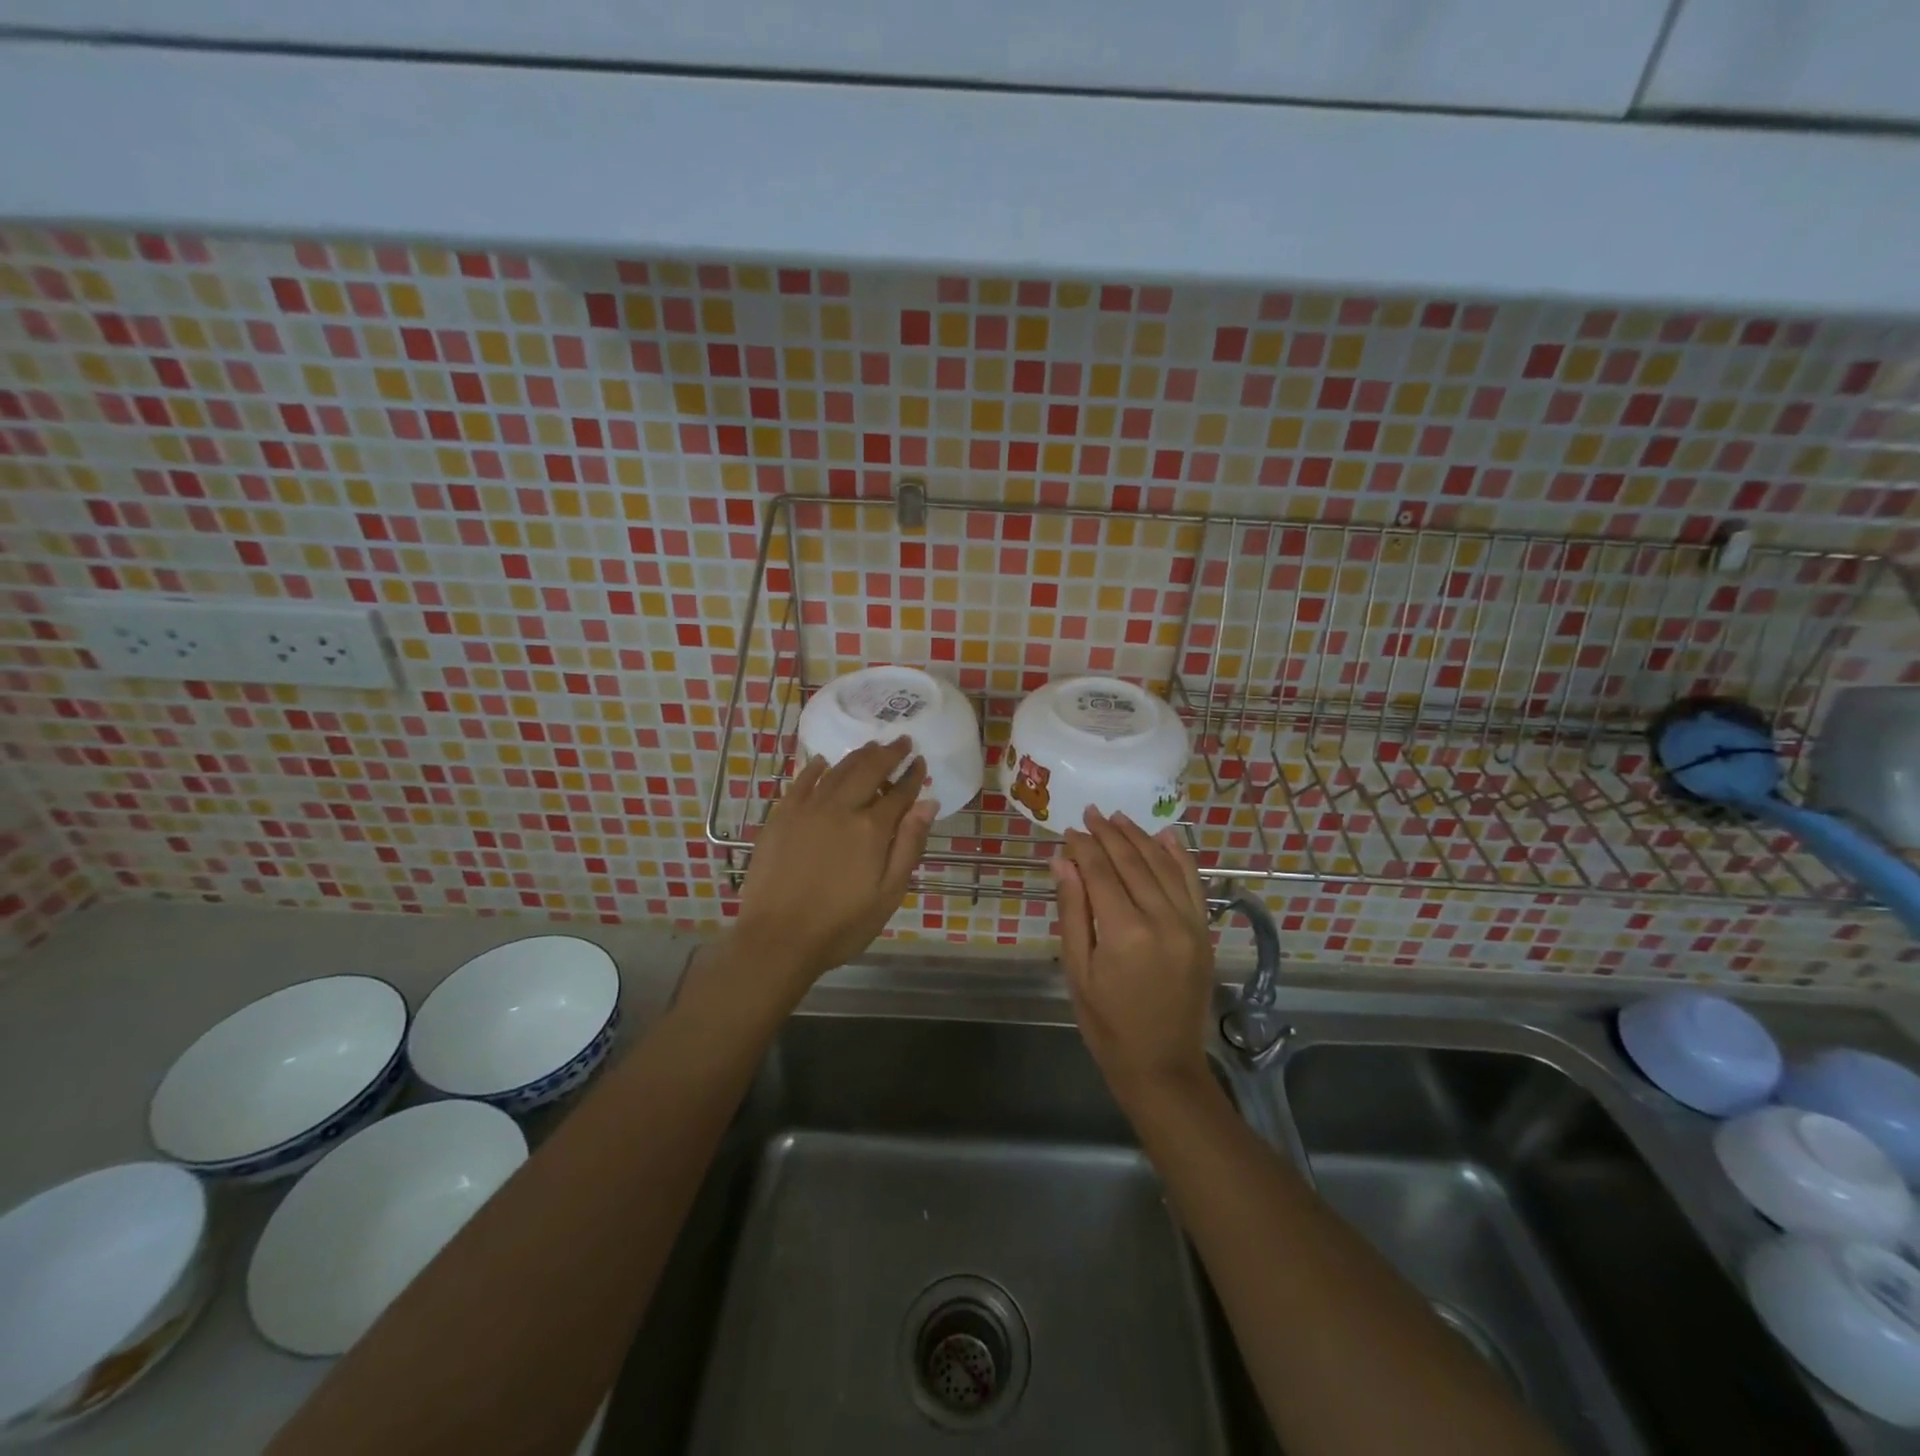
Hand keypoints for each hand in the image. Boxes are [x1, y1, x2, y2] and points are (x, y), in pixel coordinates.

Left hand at [732, 738, 935, 998]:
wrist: (777, 939)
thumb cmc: (841, 925)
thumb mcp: (888, 893)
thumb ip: (909, 845)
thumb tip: (927, 803)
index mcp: (871, 829)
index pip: (899, 793)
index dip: (912, 775)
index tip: (921, 761)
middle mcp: (841, 808)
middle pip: (869, 770)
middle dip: (888, 753)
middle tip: (901, 740)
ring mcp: (807, 809)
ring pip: (837, 770)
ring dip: (858, 756)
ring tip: (872, 746)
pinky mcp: (781, 816)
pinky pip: (802, 782)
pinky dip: (816, 768)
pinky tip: (824, 762)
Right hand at [1052, 809, 1214, 1102]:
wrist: (1162, 1065)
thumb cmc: (1107, 1024)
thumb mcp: (1078, 970)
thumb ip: (1072, 911)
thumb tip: (1062, 861)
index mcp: (1125, 932)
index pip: (1100, 872)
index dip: (1083, 847)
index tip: (1069, 830)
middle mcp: (1162, 919)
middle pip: (1132, 862)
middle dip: (1109, 834)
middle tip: (1091, 813)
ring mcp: (1189, 924)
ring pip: (1163, 865)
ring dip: (1140, 837)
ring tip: (1118, 818)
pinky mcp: (1203, 932)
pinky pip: (1192, 883)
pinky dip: (1179, 856)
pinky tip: (1165, 835)